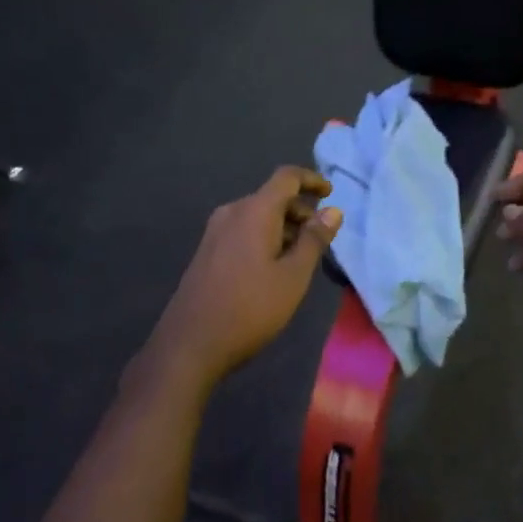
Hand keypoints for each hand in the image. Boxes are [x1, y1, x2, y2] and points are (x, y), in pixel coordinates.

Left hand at [145, 166, 342, 391]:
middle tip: (321, 239)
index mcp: (254, 211)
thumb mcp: (293, 276)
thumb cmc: (250, 308)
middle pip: (272, 197)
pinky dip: (264, 238)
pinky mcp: (207, 251)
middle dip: (300, 211)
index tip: (330, 193)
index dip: (311, 180)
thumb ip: (314, 240)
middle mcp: (232, 212)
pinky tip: (273, 268)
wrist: (189, 344)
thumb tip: (333, 211)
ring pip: (257, 216)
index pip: (286, 177)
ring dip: (283, 227)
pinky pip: (243, 231)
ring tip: (301, 258)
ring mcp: (215, 232)